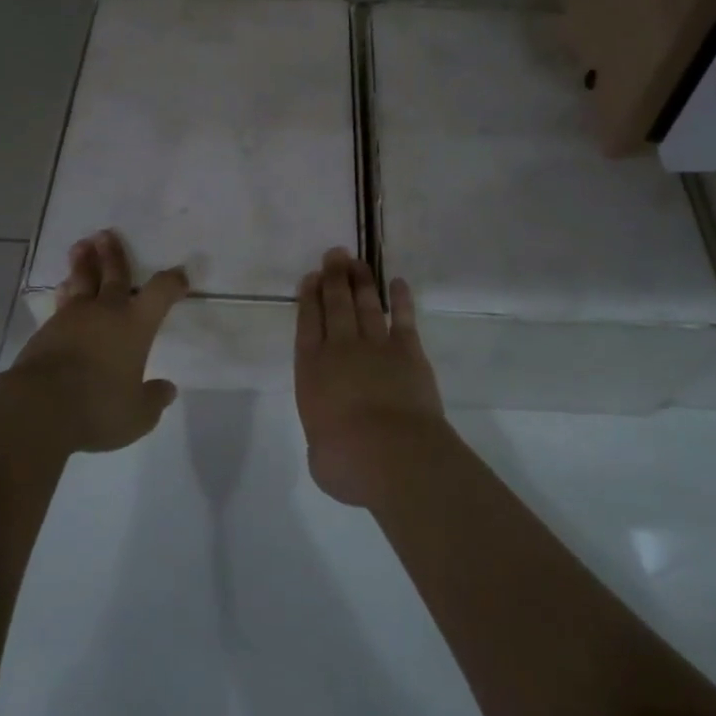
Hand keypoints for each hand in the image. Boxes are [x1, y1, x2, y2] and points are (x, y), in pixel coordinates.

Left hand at [11, 230, 189, 453]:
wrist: (38, 407)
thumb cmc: (98, 407)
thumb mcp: (137, 415)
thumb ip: (153, 399)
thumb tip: (167, 389)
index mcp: (135, 324)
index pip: (160, 292)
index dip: (172, 281)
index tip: (179, 277)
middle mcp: (106, 312)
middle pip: (114, 274)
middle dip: (114, 254)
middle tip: (107, 233)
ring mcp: (73, 317)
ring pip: (82, 282)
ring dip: (83, 263)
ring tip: (81, 246)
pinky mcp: (46, 330)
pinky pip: (61, 303)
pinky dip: (65, 292)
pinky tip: (63, 289)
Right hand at [294, 248, 448, 506]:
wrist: (393, 454)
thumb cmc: (346, 461)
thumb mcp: (319, 455)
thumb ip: (323, 437)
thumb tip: (331, 439)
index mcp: (311, 371)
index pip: (307, 324)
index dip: (308, 298)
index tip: (310, 277)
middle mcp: (340, 350)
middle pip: (335, 305)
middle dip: (333, 278)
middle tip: (334, 255)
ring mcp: (376, 347)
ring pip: (365, 305)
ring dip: (360, 281)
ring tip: (356, 261)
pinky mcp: (408, 352)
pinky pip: (403, 319)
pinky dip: (400, 300)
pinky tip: (398, 283)